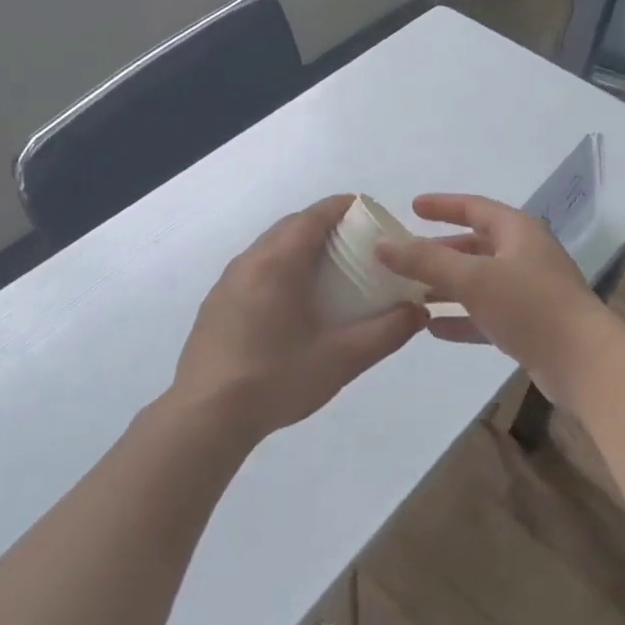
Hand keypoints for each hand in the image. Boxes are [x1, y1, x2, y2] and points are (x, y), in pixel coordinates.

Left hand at [171, 195, 424, 443]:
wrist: (206, 417)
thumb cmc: (276, 379)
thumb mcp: (341, 359)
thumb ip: (385, 332)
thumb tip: (418, 311)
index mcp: (278, 263)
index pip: (314, 215)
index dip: (344, 207)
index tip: (371, 215)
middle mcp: (249, 261)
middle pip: (291, 226)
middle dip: (326, 226)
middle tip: (358, 246)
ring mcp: (227, 281)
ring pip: (270, 247)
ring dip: (300, 248)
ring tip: (329, 273)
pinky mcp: (216, 303)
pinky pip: (255, 269)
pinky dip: (280, 268)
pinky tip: (293, 303)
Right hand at [374, 194, 617, 400]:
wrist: (585, 363)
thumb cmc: (530, 306)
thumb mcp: (472, 278)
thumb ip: (425, 261)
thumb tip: (381, 244)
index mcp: (518, 232)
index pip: (475, 207)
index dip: (443, 205)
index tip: (412, 207)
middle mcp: (525, 256)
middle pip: (475, 246)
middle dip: (440, 252)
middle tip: (405, 257)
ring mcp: (529, 292)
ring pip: (479, 282)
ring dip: (447, 287)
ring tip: (410, 293)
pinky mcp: (529, 326)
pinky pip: (487, 314)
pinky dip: (461, 318)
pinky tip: (432, 328)